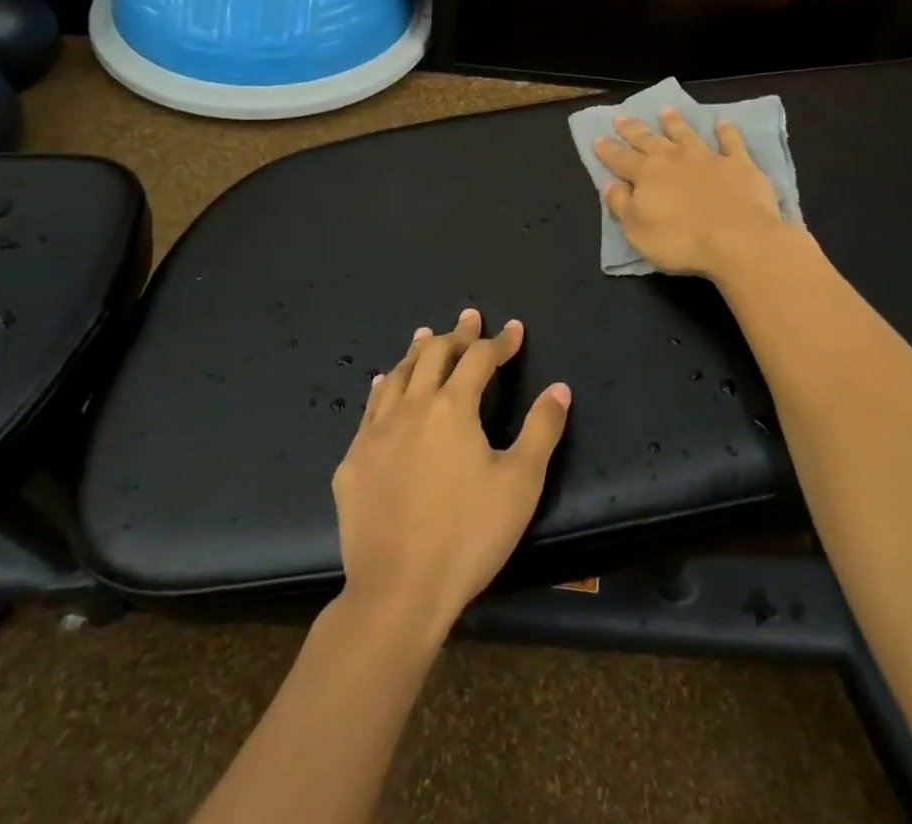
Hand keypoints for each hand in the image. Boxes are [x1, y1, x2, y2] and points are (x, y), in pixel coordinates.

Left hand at [333, 309, 570, 641]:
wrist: (397, 592)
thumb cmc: (468, 536)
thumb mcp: (520, 483)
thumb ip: (542, 429)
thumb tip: (559, 388)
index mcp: (453, 407)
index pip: (480, 358)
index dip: (500, 341)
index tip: (515, 330)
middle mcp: (411, 407)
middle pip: (433, 354)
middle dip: (456, 334)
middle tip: (469, 318)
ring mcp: (376, 433)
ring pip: (397, 375)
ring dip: (416, 351)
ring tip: (426, 335)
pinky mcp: (353, 462)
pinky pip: (370, 408)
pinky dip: (385, 386)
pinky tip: (384, 385)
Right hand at [594, 107, 790, 279]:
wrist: (738, 239)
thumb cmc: (681, 241)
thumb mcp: (638, 231)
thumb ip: (622, 205)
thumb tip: (609, 184)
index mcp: (646, 175)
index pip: (621, 159)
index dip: (608, 150)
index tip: (597, 138)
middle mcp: (673, 159)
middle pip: (649, 140)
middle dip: (633, 129)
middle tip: (621, 116)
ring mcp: (707, 158)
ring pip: (686, 134)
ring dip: (674, 122)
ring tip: (665, 110)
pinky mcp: (738, 164)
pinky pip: (731, 142)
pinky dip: (726, 131)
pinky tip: (723, 122)